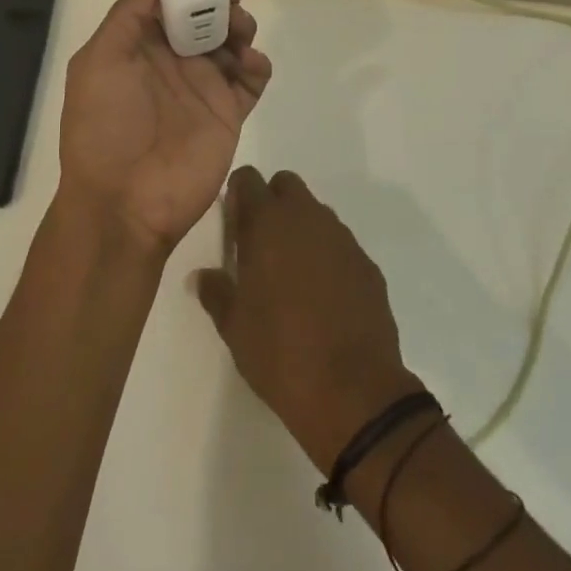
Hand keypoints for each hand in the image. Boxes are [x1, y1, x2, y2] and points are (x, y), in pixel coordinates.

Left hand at [57, 0, 271, 252]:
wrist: (125, 204)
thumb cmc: (104, 128)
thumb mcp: (99, 64)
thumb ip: (127, 17)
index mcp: (140, 45)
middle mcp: (173, 60)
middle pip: (206, 13)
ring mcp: (204, 87)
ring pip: (233, 40)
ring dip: (241, 24)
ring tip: (238, 32)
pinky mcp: (229, 113)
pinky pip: (252, 80)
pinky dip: (259, 65)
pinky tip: (252, 64)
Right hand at [193, 169, 422, 469]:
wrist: (353, 392)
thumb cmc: (280, 354)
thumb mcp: (234, 327)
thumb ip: (216, 291)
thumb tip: (203, 276)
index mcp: (268, 224)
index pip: (248, 179)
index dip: (239, 194)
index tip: (234, 223)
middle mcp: (307, 219)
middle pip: (287, 185)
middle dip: (272, 202)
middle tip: (261, 244)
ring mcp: (342, 239)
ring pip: (316, 213)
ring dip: (301, 229)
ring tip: (292, 275)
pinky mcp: (367, 264)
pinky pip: (340, 244)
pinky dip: (328, 256)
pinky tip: (324, 296)